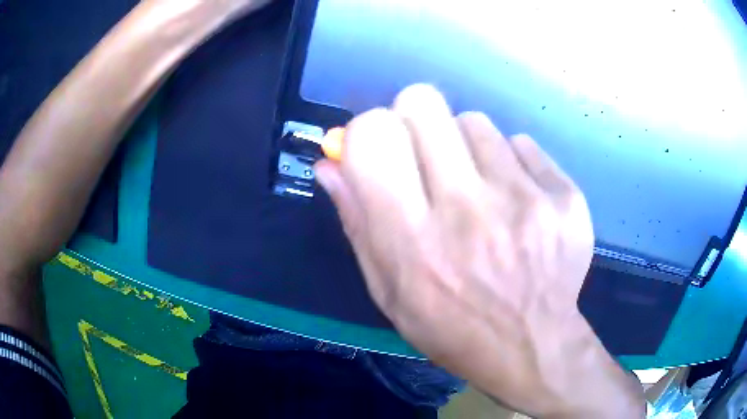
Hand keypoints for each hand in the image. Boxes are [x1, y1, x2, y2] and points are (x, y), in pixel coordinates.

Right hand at [315, 85, 643, 417]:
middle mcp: (468, 211)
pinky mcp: (564, 198)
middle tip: (428, 155)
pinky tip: (518, 201)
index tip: (382, 148)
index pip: (374, 134)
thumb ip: (356, 221)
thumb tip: (328, 162)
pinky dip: (511, 163)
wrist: (532, 345)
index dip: (369, 129)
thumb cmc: (451, 327)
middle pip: (423, 103)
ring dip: (467, 146)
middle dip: (415, 119)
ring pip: (475, 121)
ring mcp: (526, 200)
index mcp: (412, 240)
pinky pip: (521, 144)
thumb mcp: (388, 290)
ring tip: (480, 189)